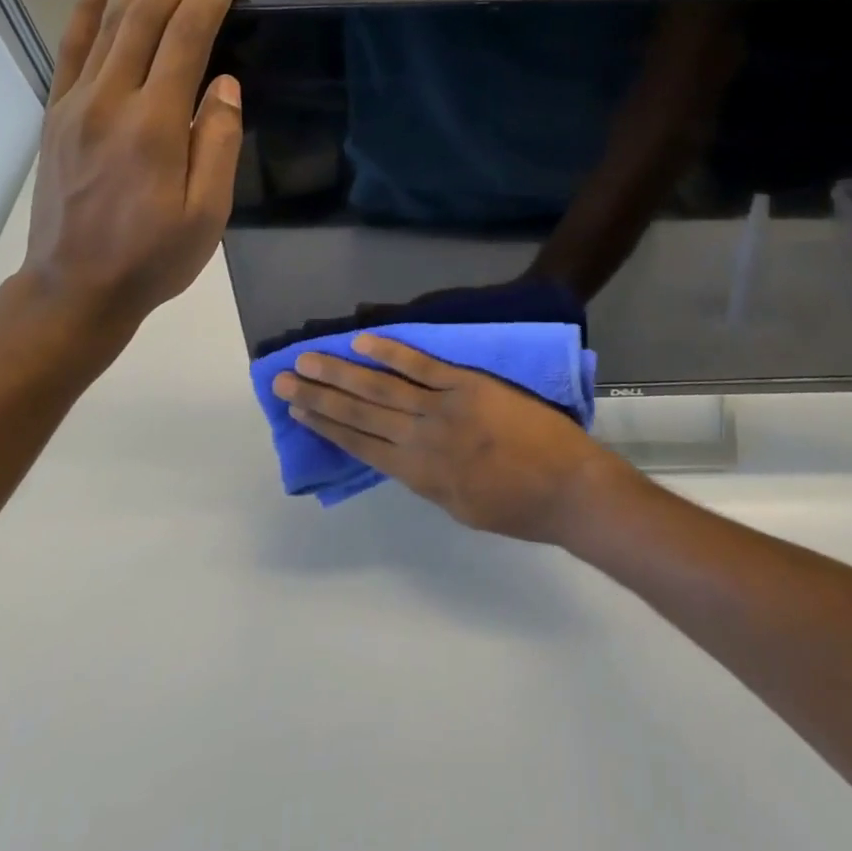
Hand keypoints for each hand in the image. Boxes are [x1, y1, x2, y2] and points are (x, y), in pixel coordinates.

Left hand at [19, 0, 243, 361]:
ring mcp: (77, 103)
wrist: (75, 289)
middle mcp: (111, 100)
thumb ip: (219, 142)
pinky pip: (72, 48)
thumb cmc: (153, 257)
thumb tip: (224, 84)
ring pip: (112, 23)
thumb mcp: (207, 213)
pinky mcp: (58, 113)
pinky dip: (88, 7)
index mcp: (154, 124)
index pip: (186, 39)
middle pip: (147, 18)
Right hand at [273, 335, 629, 543]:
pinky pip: (421, 366)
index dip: (325, 426)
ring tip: (308, 360)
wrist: (568, 487)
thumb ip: (428, 480)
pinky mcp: (466, 385)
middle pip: (359, 413)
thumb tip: (401, 456)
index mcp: (418, 476)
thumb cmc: (519, 507)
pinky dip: (390, 353)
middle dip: (319, 397)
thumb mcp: (461, 508)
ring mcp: (442, 409)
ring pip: (380, 388)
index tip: (296, 410)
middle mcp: (420, 440)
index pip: (360, 445)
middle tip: (283, 379)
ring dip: (341, 373)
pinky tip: (362, 342)